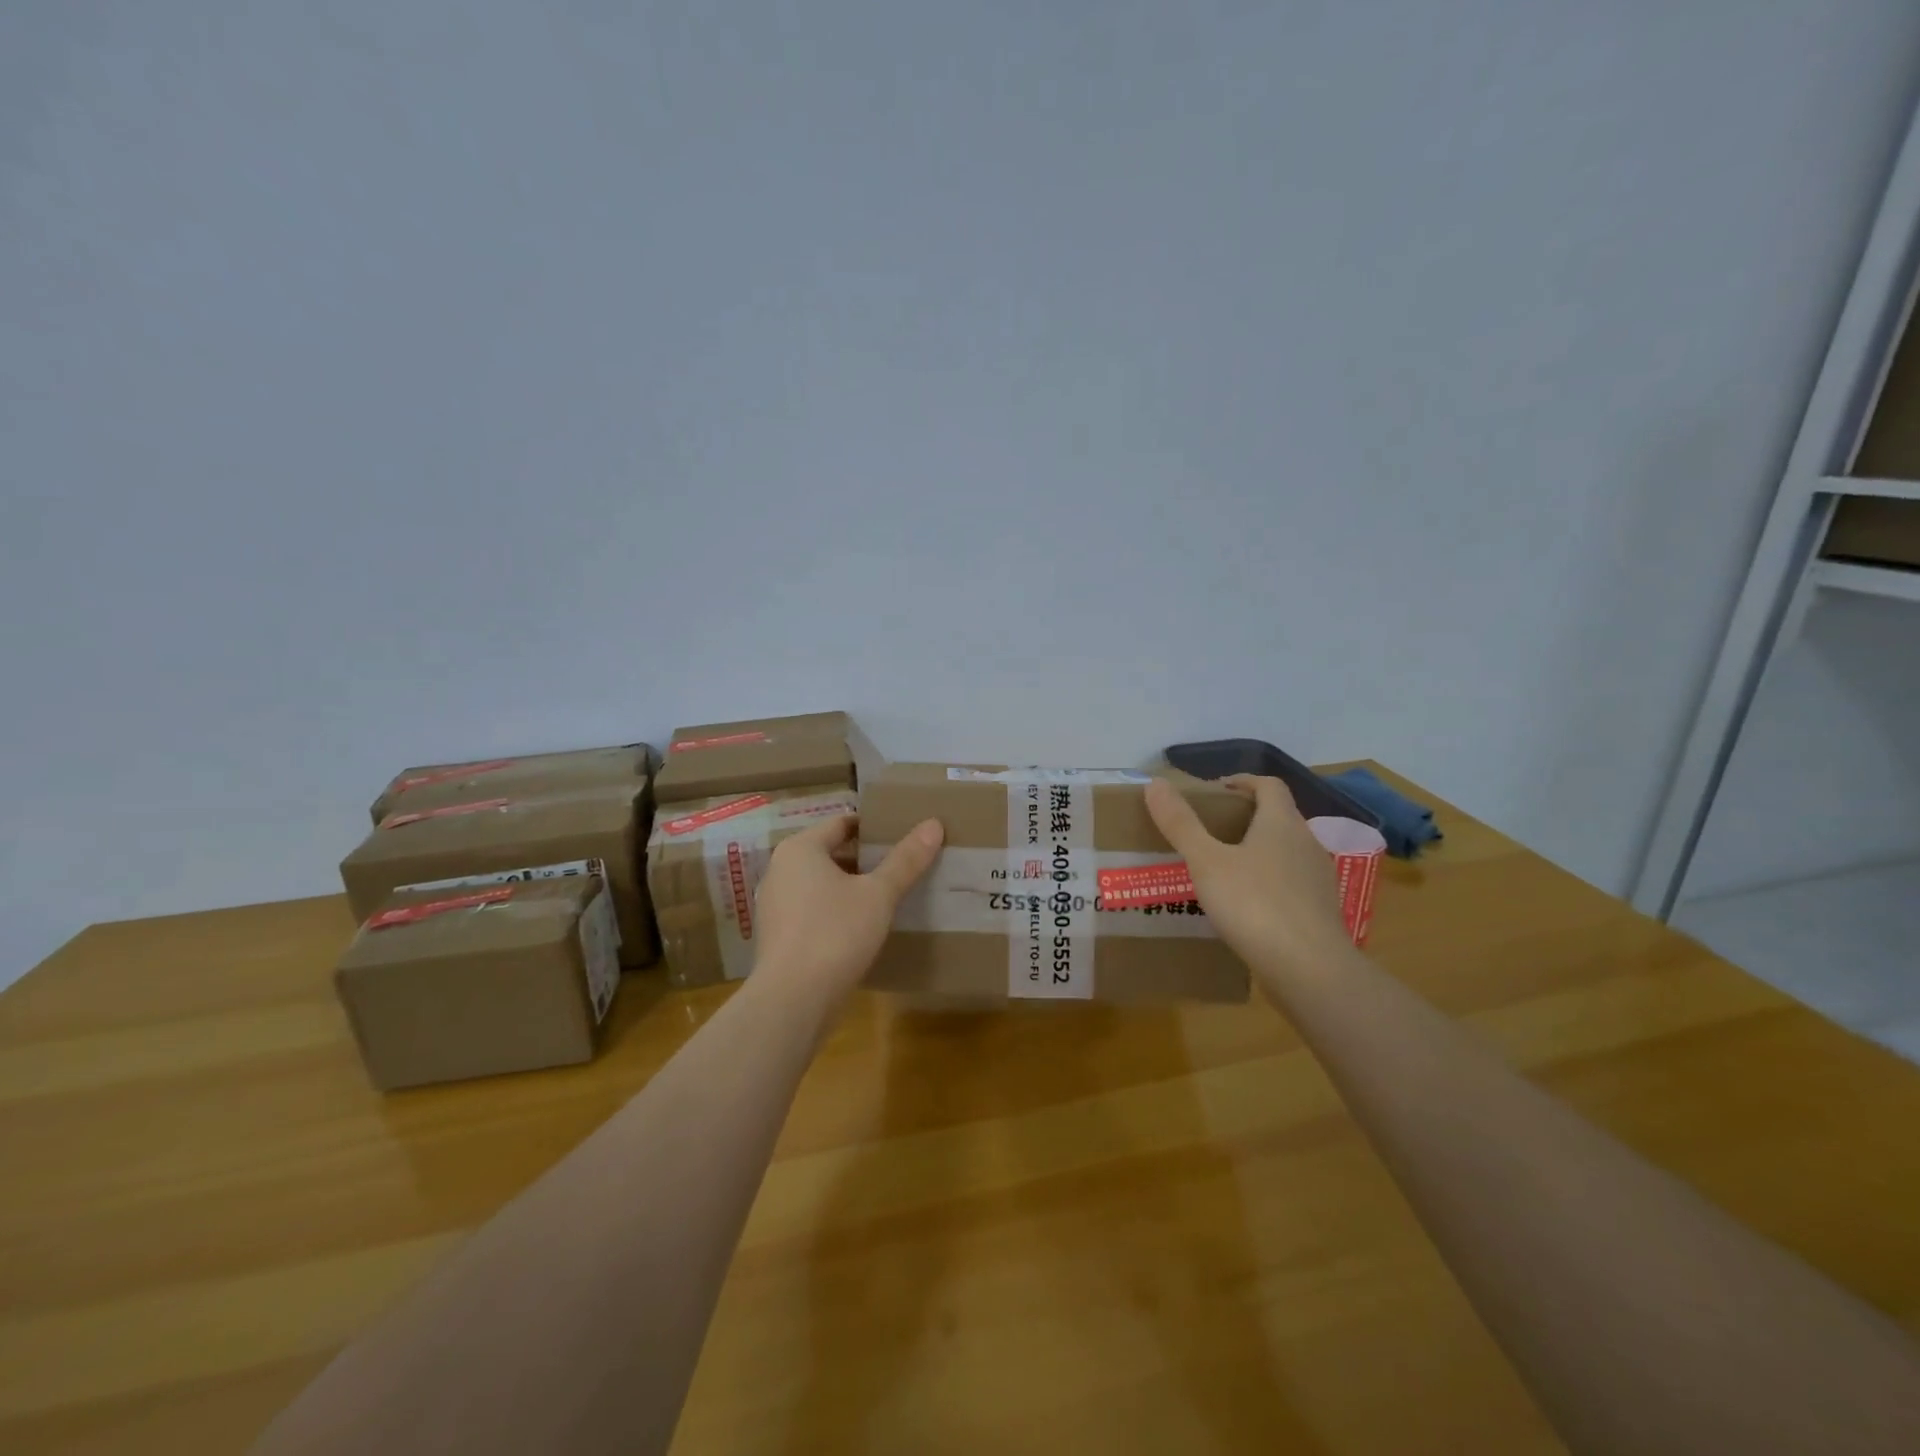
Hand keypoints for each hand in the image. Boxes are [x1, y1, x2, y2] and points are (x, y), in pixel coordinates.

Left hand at [751, 814, 943, 998]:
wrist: (793, 1000)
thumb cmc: (835, 933)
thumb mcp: (878, 894)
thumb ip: (906, 860)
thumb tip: (934, 824)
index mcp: (800, 849)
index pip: (842, 823)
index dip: (874, 827)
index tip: (903, 835)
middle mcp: (781, 870)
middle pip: (831, 853)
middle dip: (866, 859)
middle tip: (903, 865)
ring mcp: (775, 905)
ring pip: (822, 884)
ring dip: (852, 887)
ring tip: (889, 896)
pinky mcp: (779, 936)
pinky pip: (813, 910)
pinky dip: (837, 911)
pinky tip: (864, 927)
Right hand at [1144, 774, 1351, 977]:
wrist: (1310, 970)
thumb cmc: (1254, 905)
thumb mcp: (1206, 862)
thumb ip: (1181, 823)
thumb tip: (1155, 782)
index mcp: (1281, 823)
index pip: (1268, 785)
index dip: (1242, 781)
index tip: (1215, 790)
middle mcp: (1306, 843)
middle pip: (1278, 816)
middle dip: (1246, 817)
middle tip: (1209, 830)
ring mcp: (1318, 878)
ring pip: (1286, 851)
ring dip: (1258, 850)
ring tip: (1223, 869)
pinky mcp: (1321, 911)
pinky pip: (1291, 883)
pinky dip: (1269, 882)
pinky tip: (1246, 905)